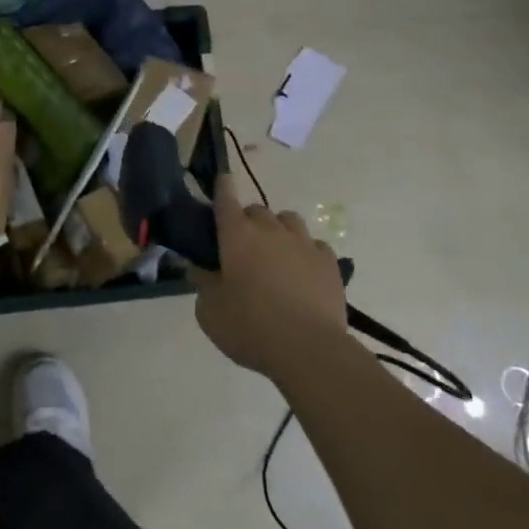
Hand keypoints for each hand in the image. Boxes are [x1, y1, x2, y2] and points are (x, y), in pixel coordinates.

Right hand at [192, 172, 348, 378]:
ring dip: (278, 229)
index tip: (222, 178)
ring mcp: (304, 243)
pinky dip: (304, 251)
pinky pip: (314, 244)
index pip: (226, 199)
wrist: (309, 349)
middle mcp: (270, 230)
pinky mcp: (329, 262)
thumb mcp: (209, 312)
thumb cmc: (249, 327)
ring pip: (288, 220)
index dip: (223, 187)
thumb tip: (199, 268)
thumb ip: (202, 284)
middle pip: (257, 210)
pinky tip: (302, 270)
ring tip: (275, 253)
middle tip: (242, 245)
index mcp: (237, 236)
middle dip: (248, 220)